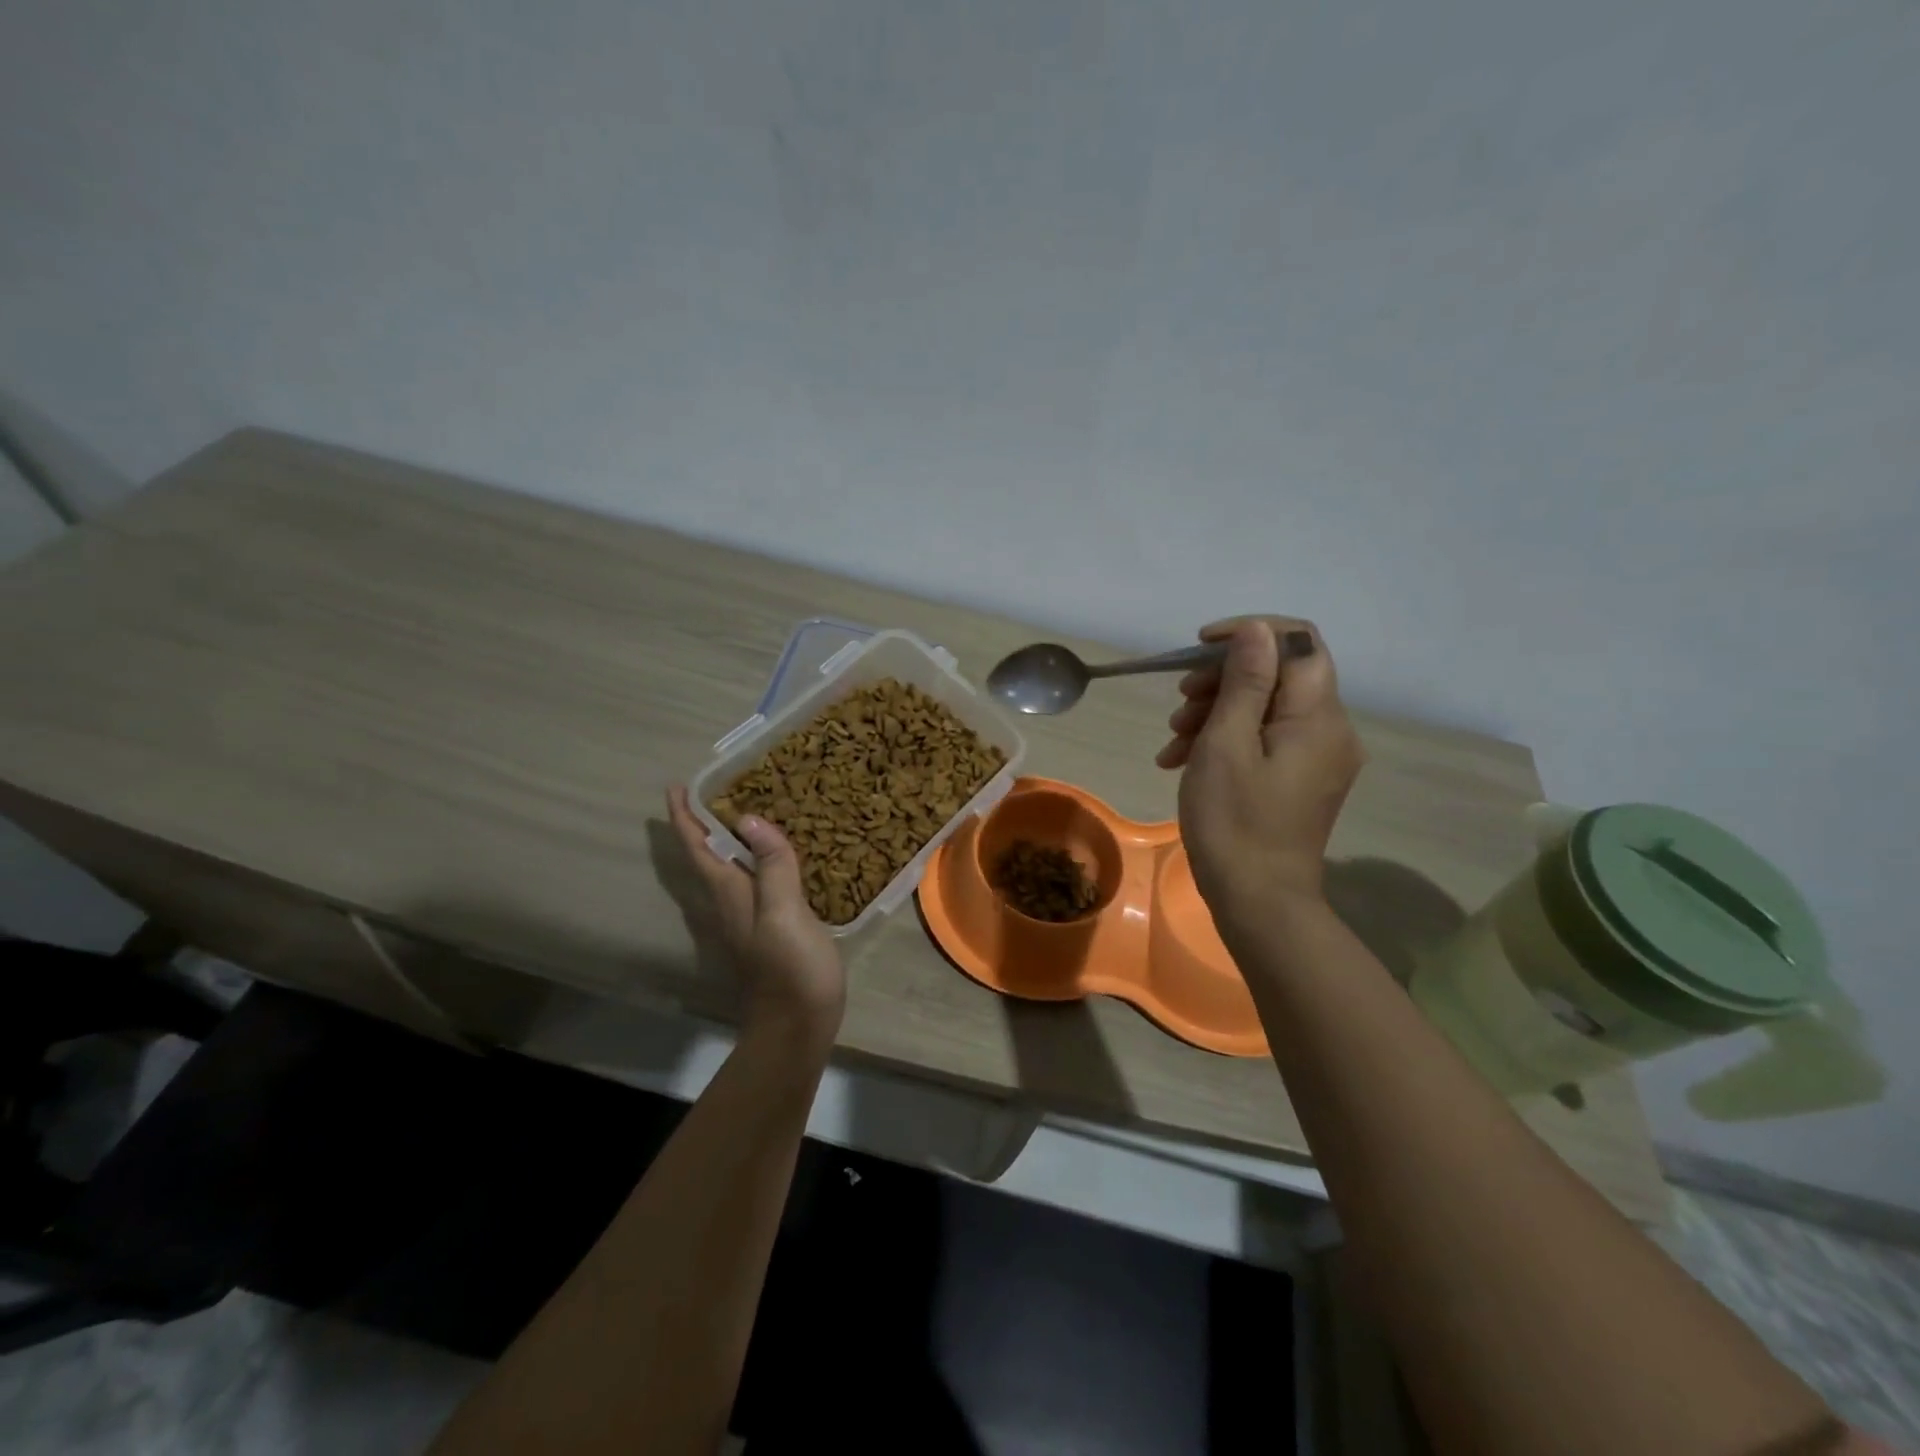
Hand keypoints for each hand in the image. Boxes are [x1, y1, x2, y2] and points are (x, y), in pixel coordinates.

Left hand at [668, 786, 846, 1049]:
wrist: (798, 1025)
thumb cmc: (790, 968)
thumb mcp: (784, 912)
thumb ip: (770, 866)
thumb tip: (748, 818)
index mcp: (730, 894)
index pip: (699, 848)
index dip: (685, 817)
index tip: (677, 786)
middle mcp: (732, 903)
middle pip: (709, 856)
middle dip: (705, 822)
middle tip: (720, 787)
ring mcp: (750, 918)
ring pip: (731, 868)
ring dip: (730, 839)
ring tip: (749, 809)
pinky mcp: (771, 928)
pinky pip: (757, 881)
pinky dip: (760, 859)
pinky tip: (781, 855)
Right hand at [1158, 616, 1364, 913]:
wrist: (1258, 901)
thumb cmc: (1234, 821)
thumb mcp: (1227, 744)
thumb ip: (1245, 682)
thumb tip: (1257, 629)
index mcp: (1318, 716)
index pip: (1297, 641)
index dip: (1249, 632)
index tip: (1200, 648)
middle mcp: (1330, 729)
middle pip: (1279, 674)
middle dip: (1222, 679)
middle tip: (1180, 703)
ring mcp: (1318, 757)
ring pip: (1267, 707)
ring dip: (1216, 711)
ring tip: (1173, 739)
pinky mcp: (1302, 778)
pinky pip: (1267, 739)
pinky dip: (1227, 739)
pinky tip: (1183, 759)